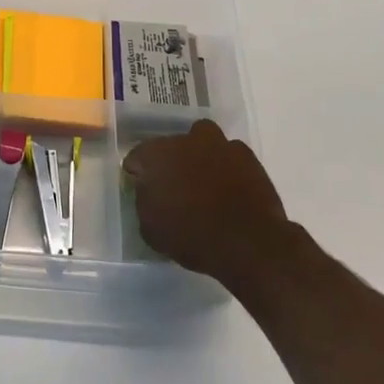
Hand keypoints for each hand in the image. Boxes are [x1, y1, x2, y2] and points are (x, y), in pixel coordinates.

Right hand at [122, 119, 293, 281]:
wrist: (247, 243)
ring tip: (204, 181)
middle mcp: (185, 140)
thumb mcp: (150, 229)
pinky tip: (230, 187)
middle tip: (175, 187)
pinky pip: (230, 154)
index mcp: (156, 155)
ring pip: (202, 140)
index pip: (137, 157)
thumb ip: (144, 201)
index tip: (143, 190)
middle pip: (171, 145)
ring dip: (200, 155)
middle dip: (170, 162)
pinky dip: (227, 166)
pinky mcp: (246, 156)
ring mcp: (218, 144)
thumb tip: (148, 190)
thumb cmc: (191, 237)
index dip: (138, 174)